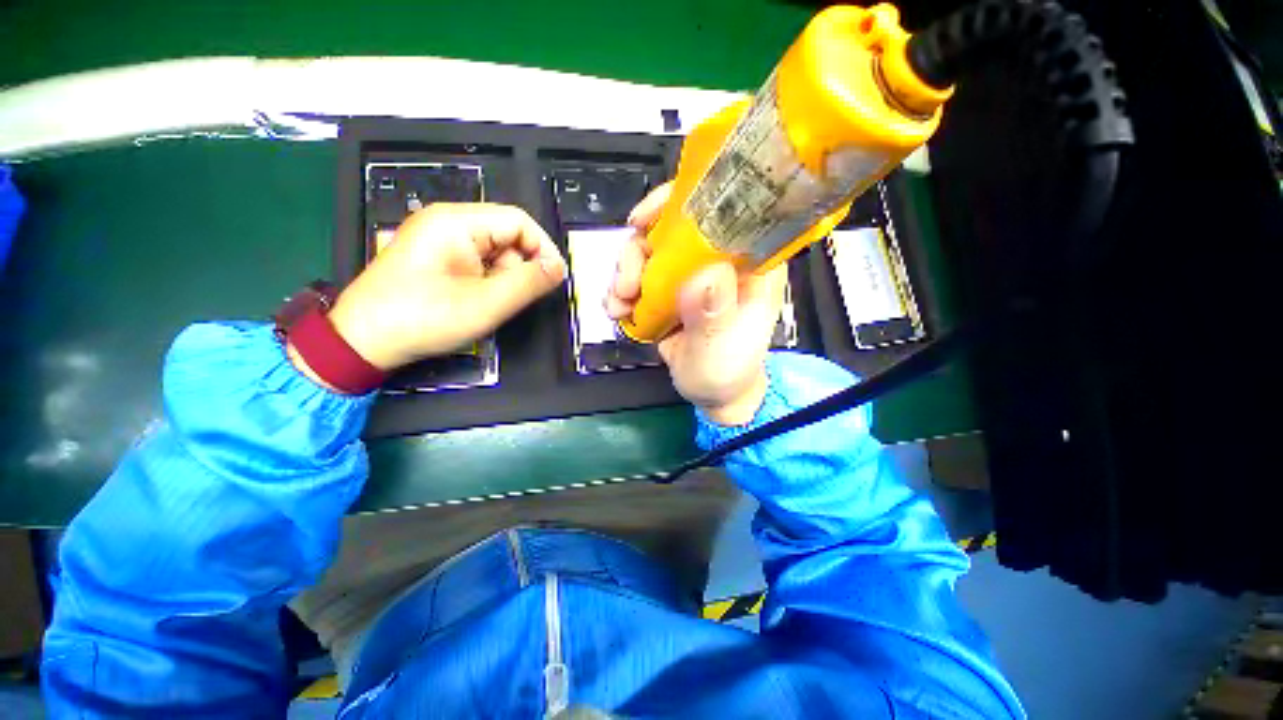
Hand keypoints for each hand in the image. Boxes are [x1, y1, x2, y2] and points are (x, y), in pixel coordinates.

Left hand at [307, 203, 566, 376]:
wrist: (363, 341)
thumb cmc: (423, 318)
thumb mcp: (485, 304)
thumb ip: (528, 283)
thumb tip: (559, 268)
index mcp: (457, 222)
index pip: (519, 221)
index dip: (544, 248)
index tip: (554, 279)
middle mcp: (449, 223)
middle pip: (508, 236)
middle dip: (520, 268)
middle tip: (511, 299)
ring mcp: (441, 241)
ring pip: (497, 253)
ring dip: (504, 279)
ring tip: (487, 304)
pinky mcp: (438, 258)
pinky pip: (480, 263)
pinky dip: (489, 283)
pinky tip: (476, 301)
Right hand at [606, 183, 786, 425]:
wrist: (712, 393)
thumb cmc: (727, 371)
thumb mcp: (721, 348)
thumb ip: (713, 315)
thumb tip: (702, 274)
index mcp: (749, 261)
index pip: (722, 210)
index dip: (680, 203)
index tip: (643, 221)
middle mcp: (718, 258)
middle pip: (671, 227)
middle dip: (639, 251)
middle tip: (626, 287)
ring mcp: (690, 273)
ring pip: (649, 249)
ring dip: (625, 273)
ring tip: (618, 306)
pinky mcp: (669, 288)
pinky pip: (639, 274)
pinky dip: (622, 289)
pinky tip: (617, 311)